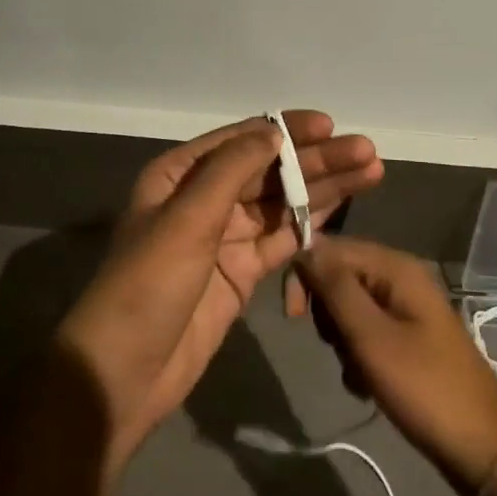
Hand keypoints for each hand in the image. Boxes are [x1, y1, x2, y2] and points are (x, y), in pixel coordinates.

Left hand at [58, 112, 382, 471]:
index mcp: (180, 174)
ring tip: (370, 172)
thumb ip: (232, 170)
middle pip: (268, 171)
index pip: (242, 140)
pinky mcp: (241, 273)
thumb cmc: (149, 283)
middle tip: (366, 151)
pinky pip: (281, 239)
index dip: (286, 130)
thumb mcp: (186, 218)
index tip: (329, 125)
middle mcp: (204, 198)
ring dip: (322, 188)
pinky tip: (342, 207)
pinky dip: (310, 224)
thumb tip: (273, 132)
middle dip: (315, 160)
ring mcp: (225, 237)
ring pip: (281, 203)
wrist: (126, 370)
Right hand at [297, 236, 496, 495]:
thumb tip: (305, 249)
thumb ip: (335, 288)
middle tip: (339, 348)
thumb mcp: (370, 336)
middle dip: (329, 314)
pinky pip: (368, 332)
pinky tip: (367, 385)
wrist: (482, 446)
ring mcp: (408, 308)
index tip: (293, 316)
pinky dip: (359, 356)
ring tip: (358, 372)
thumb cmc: (423, 386)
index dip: (307, 275)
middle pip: (341, 277)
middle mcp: (402, 278)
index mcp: (396, 267)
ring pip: (350, 308)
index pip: (332, 248)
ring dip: (343, 341)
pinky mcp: (409, 336)